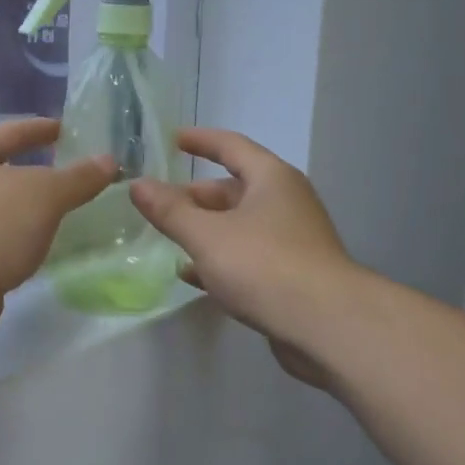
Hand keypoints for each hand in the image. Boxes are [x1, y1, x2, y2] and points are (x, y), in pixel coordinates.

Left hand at [0, 118, 113, 341]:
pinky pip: (0, 243)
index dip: (40, 129)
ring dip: (30, 212)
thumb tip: (109, 161)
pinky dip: (22, 243)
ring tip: (66, 213)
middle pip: (2, 172)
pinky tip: (44, 249)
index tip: (67, 129)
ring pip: (2, 211)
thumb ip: (78, 178)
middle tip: (73, 175)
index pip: (10, 132)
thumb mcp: (43, 194)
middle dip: (36, 173)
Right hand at [129, 128, 355, 387]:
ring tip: (169, 238)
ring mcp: (292, 239)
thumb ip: (170, 211)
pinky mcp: (292, 274)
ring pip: (239, 225)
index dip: (201, 140)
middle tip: (159, 205)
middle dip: (195, 197)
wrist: (326, 325)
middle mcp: (286, 202)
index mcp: (271, 178)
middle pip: (233, 189)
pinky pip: (248, 256)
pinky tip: (193, 275)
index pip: (231, 146)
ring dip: (205, 230)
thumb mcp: (207, 235)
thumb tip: (138, 185)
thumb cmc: (264, 265)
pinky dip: (220, 259)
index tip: (174, 139)